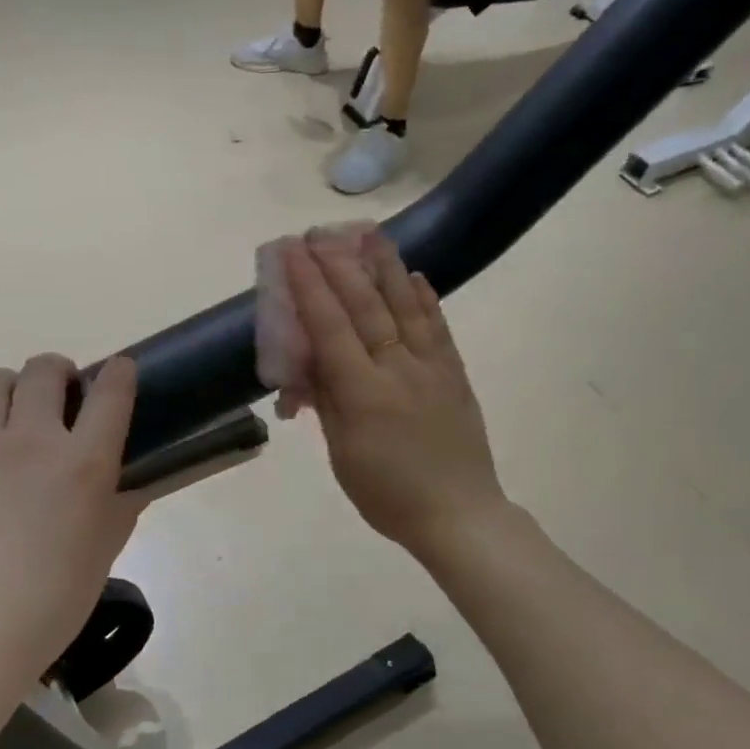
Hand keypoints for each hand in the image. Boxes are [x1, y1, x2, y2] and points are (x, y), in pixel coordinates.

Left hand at [0, 355, 145, 677]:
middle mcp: (31, 438)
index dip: (120, 373)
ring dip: (11, 387)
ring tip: (12, 413)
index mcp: (83, 463)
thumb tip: (135, 482)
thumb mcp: (105, 552)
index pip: (110, 394)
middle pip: (45, 371)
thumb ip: (124, 506)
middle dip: (60, 372)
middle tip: (62, 395)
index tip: (121, 370)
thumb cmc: (50, 600)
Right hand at [283, 227, 509, 559]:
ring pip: (406, 306)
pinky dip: (425, 298)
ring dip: (385, 266)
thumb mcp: (342, 455)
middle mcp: (398, 368)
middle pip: (365, 306)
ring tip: (370, 234)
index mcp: (363, 392)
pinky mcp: (455, 374)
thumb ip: (326, 403)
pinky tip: (416, 276)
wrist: (458, 514)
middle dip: (338, 266)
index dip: (308, 286)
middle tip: (319, 233)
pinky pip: (438, 327)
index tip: (291, 252)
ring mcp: (432, 367)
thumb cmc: (388, 495)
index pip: (330, 327)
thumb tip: (308, 364)